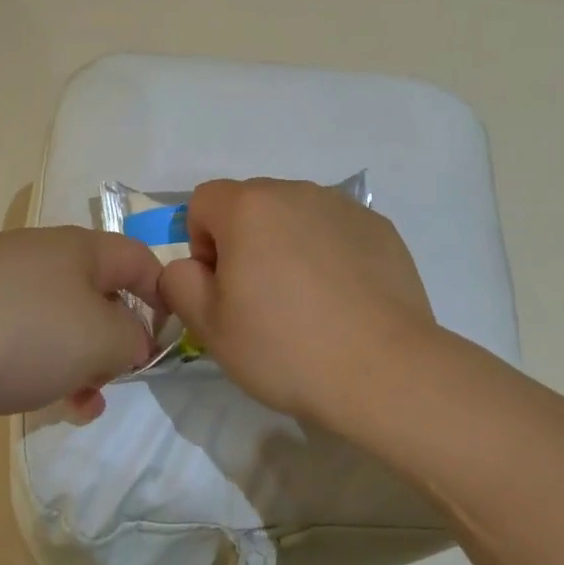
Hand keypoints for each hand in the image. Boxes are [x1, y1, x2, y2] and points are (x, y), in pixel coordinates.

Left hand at [0, 228, 162, 431]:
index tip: (170, 343)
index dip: (165, 297)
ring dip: (77, 361)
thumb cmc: (13, 331)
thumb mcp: (98, 339)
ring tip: (81, 404)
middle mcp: (39, 257)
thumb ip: (133, 341)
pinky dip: (34, 366)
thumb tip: (133, 342)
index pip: (141, 261)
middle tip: (118, 381)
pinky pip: (16, 337)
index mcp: (79, 249)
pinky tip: (30, 399)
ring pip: (57, 322)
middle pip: (98, 293)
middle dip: (117, 339)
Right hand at [158, 179, 435, 426]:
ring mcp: (344, 207)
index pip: (203, 201)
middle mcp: (296, 192)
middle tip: (261, 300)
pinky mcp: (380, 228)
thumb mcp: (209, 327)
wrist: (384, 371)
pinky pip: (335, 231)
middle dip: (244, 242)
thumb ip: (179, 283)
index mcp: (249, 207)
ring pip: (295, 216)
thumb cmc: (285, 348)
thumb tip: (189, 267)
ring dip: (287, 245)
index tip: (222, 287)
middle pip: (251, 205)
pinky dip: (328, 254)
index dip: (201, 244)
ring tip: (307, 302)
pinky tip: (343, 300)